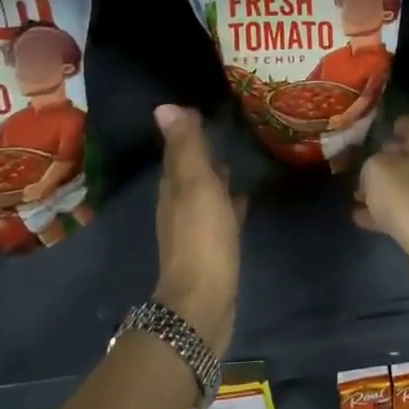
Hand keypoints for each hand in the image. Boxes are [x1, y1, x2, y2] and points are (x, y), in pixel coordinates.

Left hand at [152, 105, 244, 355]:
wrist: (204, 301)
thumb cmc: (202, 237)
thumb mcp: (196, 185)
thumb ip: (186, 148)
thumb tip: (165, 106)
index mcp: (174, 188)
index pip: (179, 151)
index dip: (189, 131)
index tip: (206, 109)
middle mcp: (179, 205)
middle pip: (190, 171)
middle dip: (203, 152)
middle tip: (226, 129)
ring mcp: (196, 228)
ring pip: (206, 192)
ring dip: (217, 177)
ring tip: (238, 159)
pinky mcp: (213, 247)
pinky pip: (221, 214)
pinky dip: (229, 201)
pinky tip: (244, 199)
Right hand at [354, 117, 408, 304]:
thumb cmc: (408, 195)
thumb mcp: (377, 169)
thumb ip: (370, 163)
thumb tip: (373, 169)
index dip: (393, 124)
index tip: (372, 129)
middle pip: (406, 156)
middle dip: (382, 159)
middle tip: (355, 163)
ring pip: (401, 185)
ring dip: (379, 189)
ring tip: (352, 192)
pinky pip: (399, 211)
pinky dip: (380, 212)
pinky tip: (357, 215)